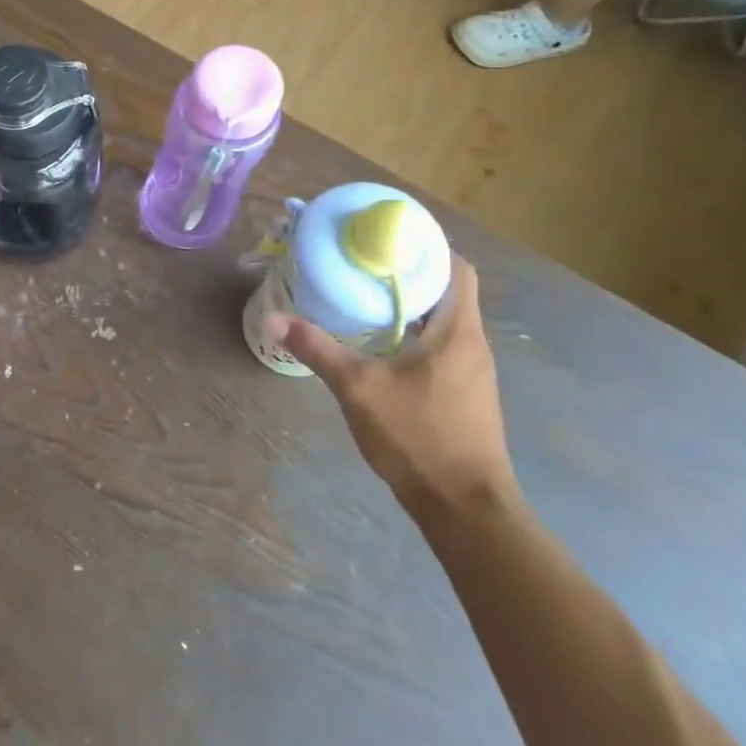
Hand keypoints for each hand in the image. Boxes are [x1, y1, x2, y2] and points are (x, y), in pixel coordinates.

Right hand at [281, 258, 516, 517]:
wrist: (465, 508)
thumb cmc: (419, 437)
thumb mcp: (359, 389)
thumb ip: (318, 349)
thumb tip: (273, 319)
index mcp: (457, 332)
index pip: (457, 268)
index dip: (428, 246)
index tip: (387, 237)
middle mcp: (472, 345)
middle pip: (445, 292)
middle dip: (406, 274)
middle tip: (360, 263)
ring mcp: (471, 373)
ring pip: (441, 321)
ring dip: (406, 306)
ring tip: (361, 296)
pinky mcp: (463, 395)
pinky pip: (438, 347)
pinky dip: (410, 334)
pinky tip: (376, 346)